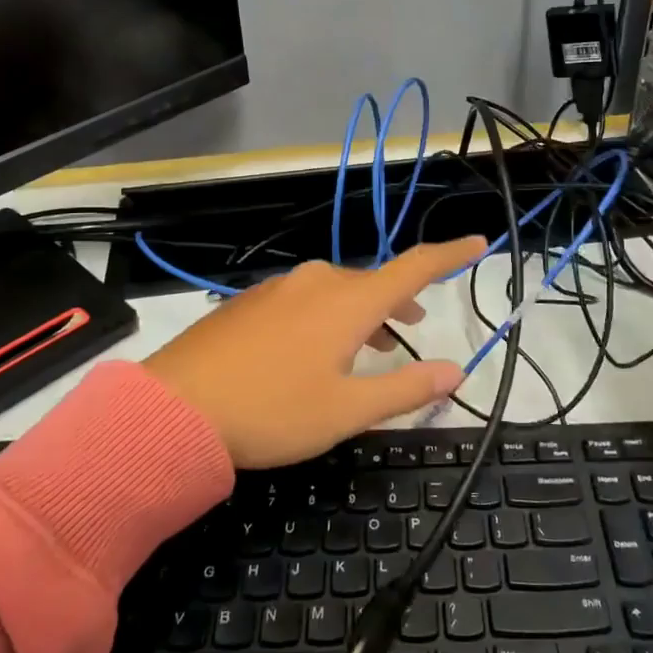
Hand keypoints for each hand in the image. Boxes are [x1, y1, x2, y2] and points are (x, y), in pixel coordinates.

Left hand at [143, 237, 485, 467]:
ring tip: (369, 345)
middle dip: (399, 301)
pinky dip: (327, 315)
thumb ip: (405, 389)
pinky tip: (313, 349)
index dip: (450, 255)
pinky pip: (305, 298)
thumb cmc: (272, 410)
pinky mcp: (250, 302)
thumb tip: (455, 371)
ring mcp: (279, 288)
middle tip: (414, 326)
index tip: (477, 242)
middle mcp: (317, 282)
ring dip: (363, 312)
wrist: (174, 407)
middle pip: (373, 281)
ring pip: (337, 290)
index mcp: (349, 301)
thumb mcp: (347, 410)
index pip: (413, 268)